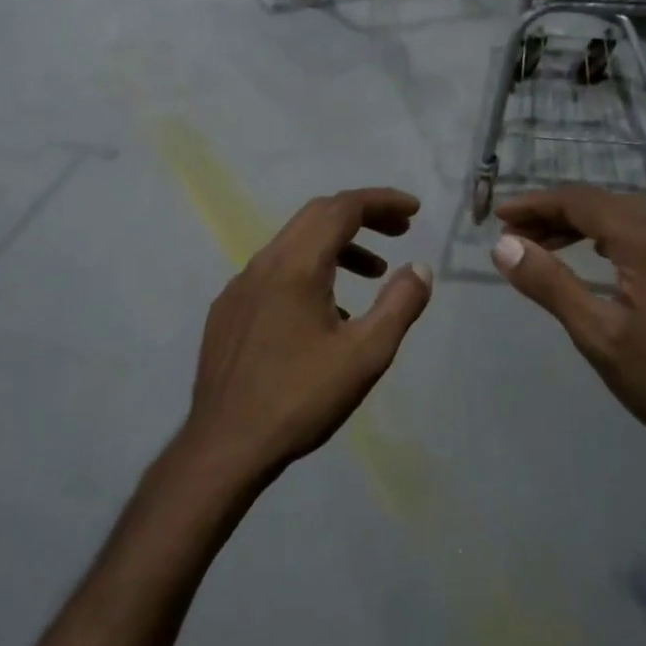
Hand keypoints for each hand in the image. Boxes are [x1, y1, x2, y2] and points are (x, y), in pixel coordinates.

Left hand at [183, 189, 431, 476]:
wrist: (226, 444)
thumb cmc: (300, 398)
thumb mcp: (365, 355)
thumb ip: (399, 305)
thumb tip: (419, 268)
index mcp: (296, 266)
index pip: (342, 209)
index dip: (382, 201)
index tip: (414, 211)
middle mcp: (262, 264)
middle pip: (315, 217)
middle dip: (361, 216)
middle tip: (399, 232)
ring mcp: (239, 287)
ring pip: (293, 245)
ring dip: (336, 247)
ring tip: (372, 274)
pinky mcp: (227, 312)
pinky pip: (274, 274)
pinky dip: (309, 272)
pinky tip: (325, 314)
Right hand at [491, 187, 645, 451]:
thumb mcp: (597, 334)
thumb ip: (550, 283)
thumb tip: (503, 245)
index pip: (579, 202)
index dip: (534, 204)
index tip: (497, 215)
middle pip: (602, 203)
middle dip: (553, 213)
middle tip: (513, 234)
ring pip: (624, 217)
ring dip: (580, 224)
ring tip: (542, 246)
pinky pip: (644, 234)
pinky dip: (607, 237)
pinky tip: (594, 258)